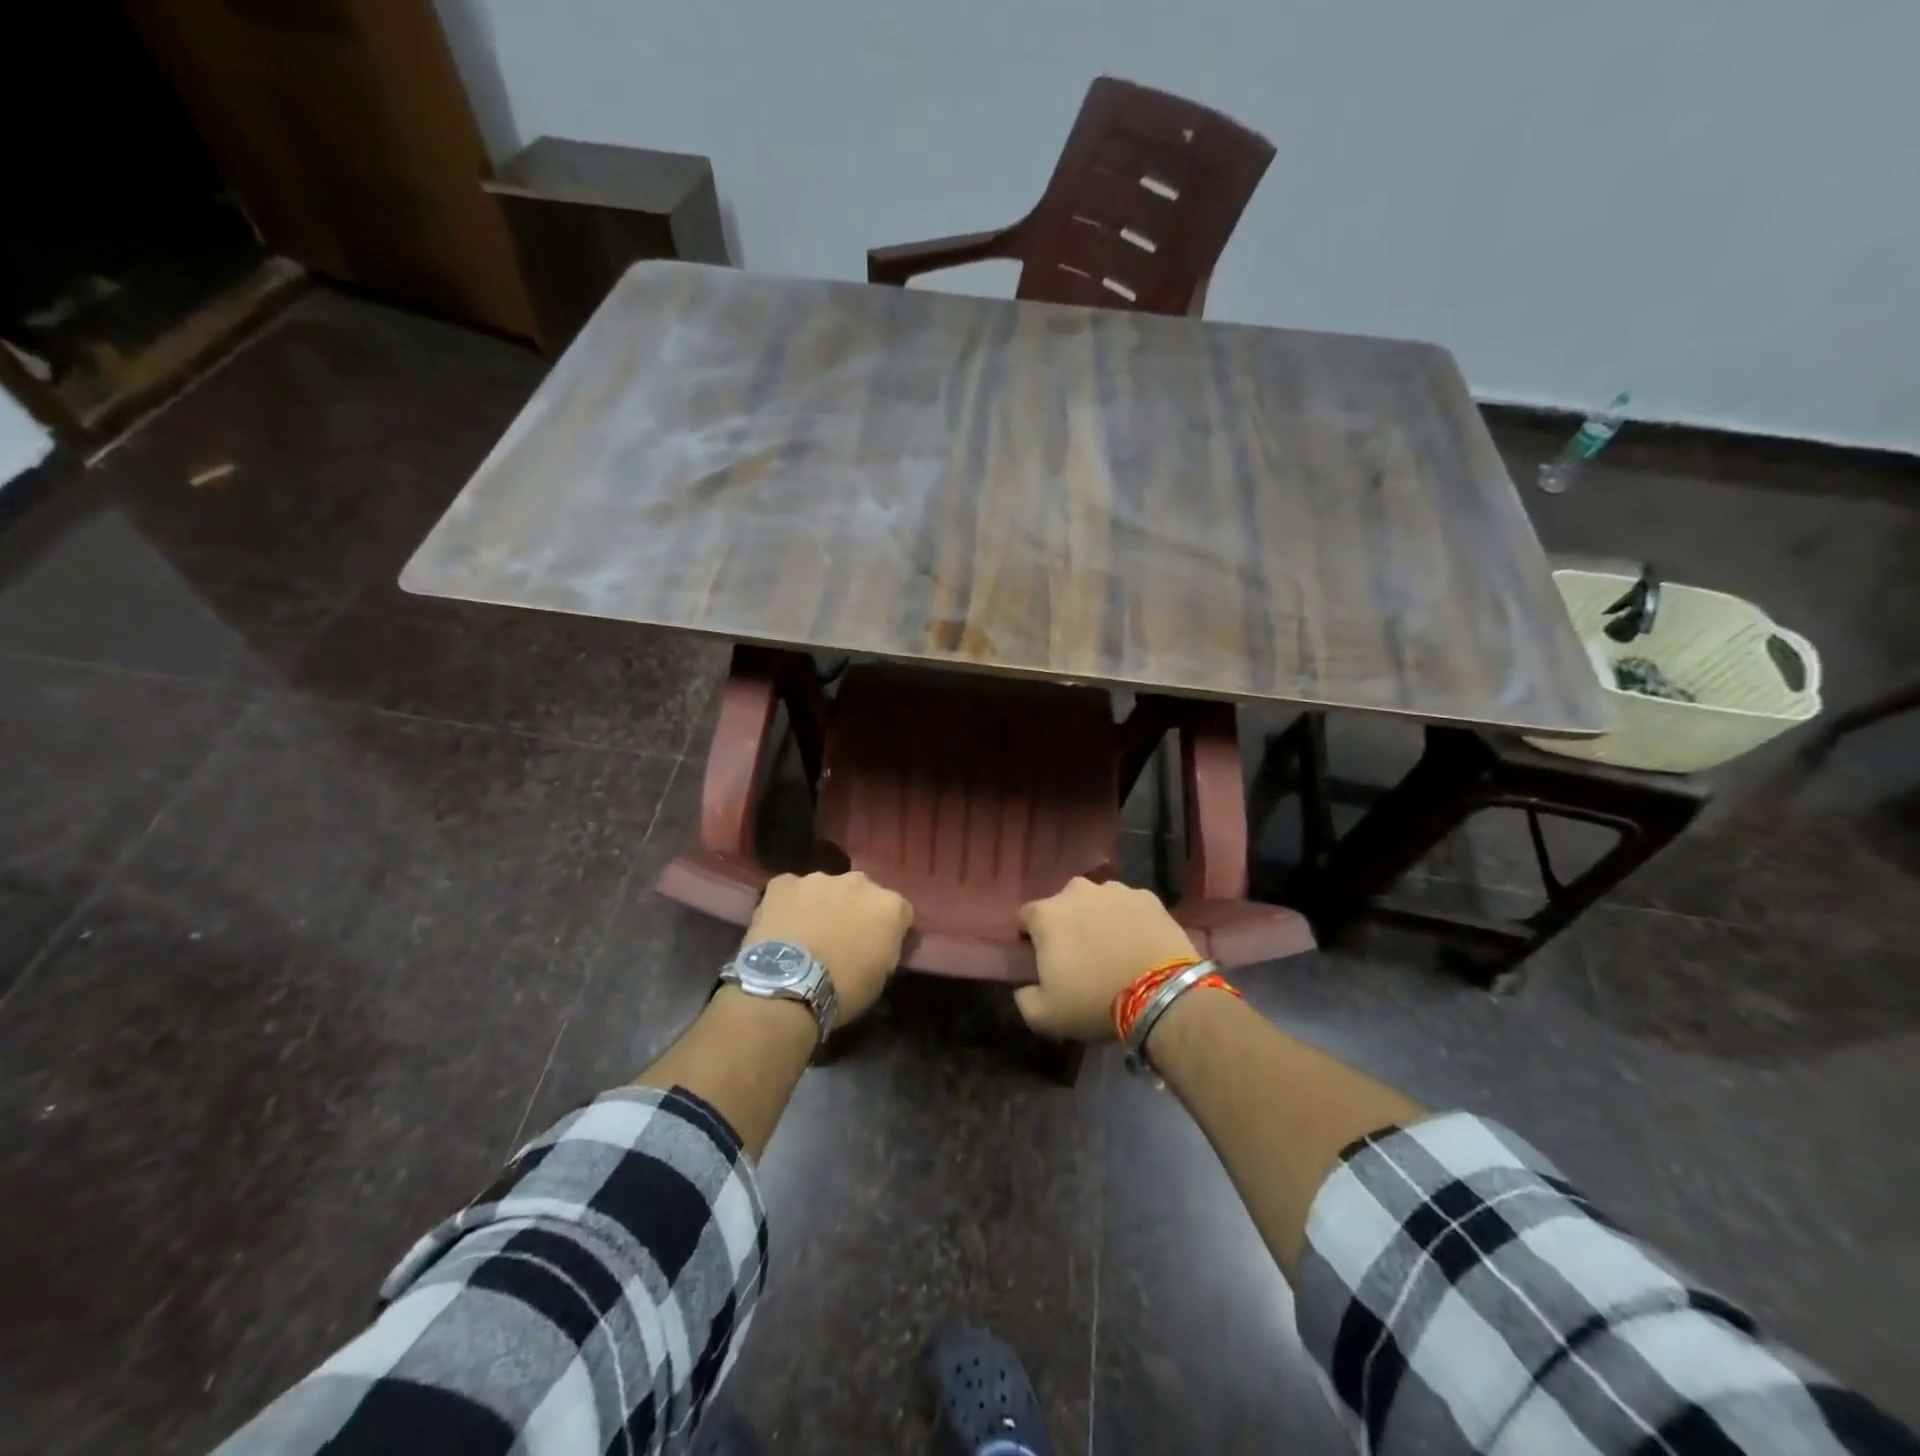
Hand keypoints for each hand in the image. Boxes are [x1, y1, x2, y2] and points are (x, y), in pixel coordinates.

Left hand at [744, 871, 912, 1025]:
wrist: (787, 987)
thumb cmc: (843, 989)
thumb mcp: (880, 976)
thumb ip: (885, 947)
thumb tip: (879, 943)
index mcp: (888, 905)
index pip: (899, 911)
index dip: (888, 929)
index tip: (877, 947)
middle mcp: (858, 882)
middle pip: (862, 893)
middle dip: (855, 910)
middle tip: (842, 938)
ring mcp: (819, 879)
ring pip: (826, 888)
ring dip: (822, 904)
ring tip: (808, 933)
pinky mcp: (784, 884)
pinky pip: (790, 889)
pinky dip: (789, 904)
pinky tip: (782, 925)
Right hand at [1014, 878, 1199, 1040]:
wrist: (1162, 995)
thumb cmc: (1095, 1002)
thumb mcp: (1045, 1016)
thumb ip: (1024, 998)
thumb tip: (1024, 987)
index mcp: (1047, 914)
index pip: (1026, 917)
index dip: (1030, 937)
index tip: (1042, 959)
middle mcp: (1077, 891)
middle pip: (1063, 905)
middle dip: (1067, 924)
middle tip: (1080, 955)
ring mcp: (1115, 890)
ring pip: (1098, 902)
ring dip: (1099, 919)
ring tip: (1113, 949)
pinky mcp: (1148, 897)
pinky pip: (1129, 906)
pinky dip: (1130, 920)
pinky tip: (1139, 944)